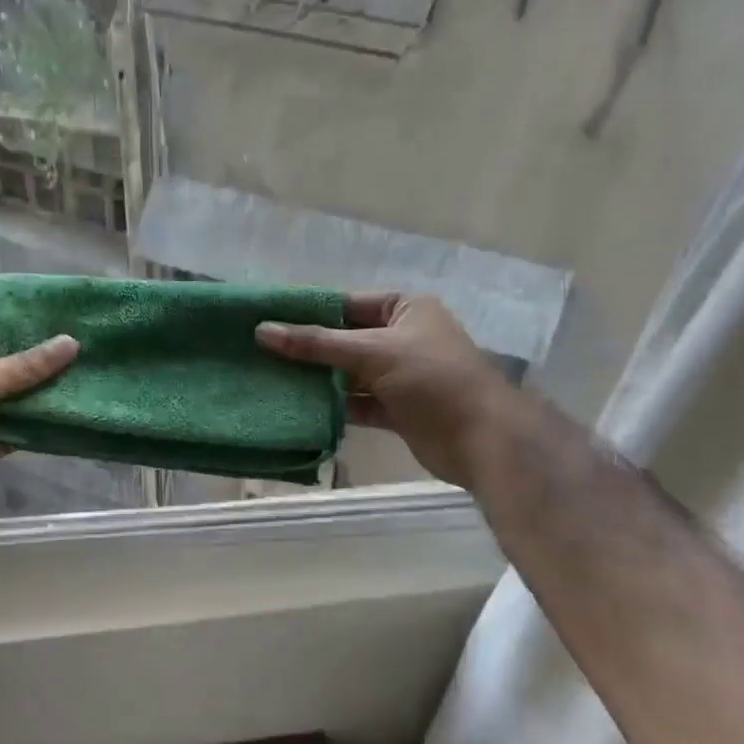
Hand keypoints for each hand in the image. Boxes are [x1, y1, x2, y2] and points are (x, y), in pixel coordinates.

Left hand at [0, 318, 77, 526]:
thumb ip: (25, 366)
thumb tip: (71, 342)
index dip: (8, 329)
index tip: (50, 329)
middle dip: (27, 365)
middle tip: (71, 357)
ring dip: (30, 398)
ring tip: (74, 384)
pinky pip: (1, 434)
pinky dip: (25, 430)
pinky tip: (59, 421)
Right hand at [256, 294, 516, 488]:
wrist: (483, 439)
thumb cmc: (432, 379)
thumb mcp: (373, 352)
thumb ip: (317, 344)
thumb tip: (262, 331)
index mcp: (405, 308)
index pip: (347, 304)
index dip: (309, 311)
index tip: (268, 319)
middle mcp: (403, 337)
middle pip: (345, 339)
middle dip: (308, 348)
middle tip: (260, 352)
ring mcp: (400, 375)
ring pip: (349, 373)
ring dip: (318, 379)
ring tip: (271, 380)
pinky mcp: (397, 408)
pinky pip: (358, 401)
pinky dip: (334, 405)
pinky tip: (300, 408)